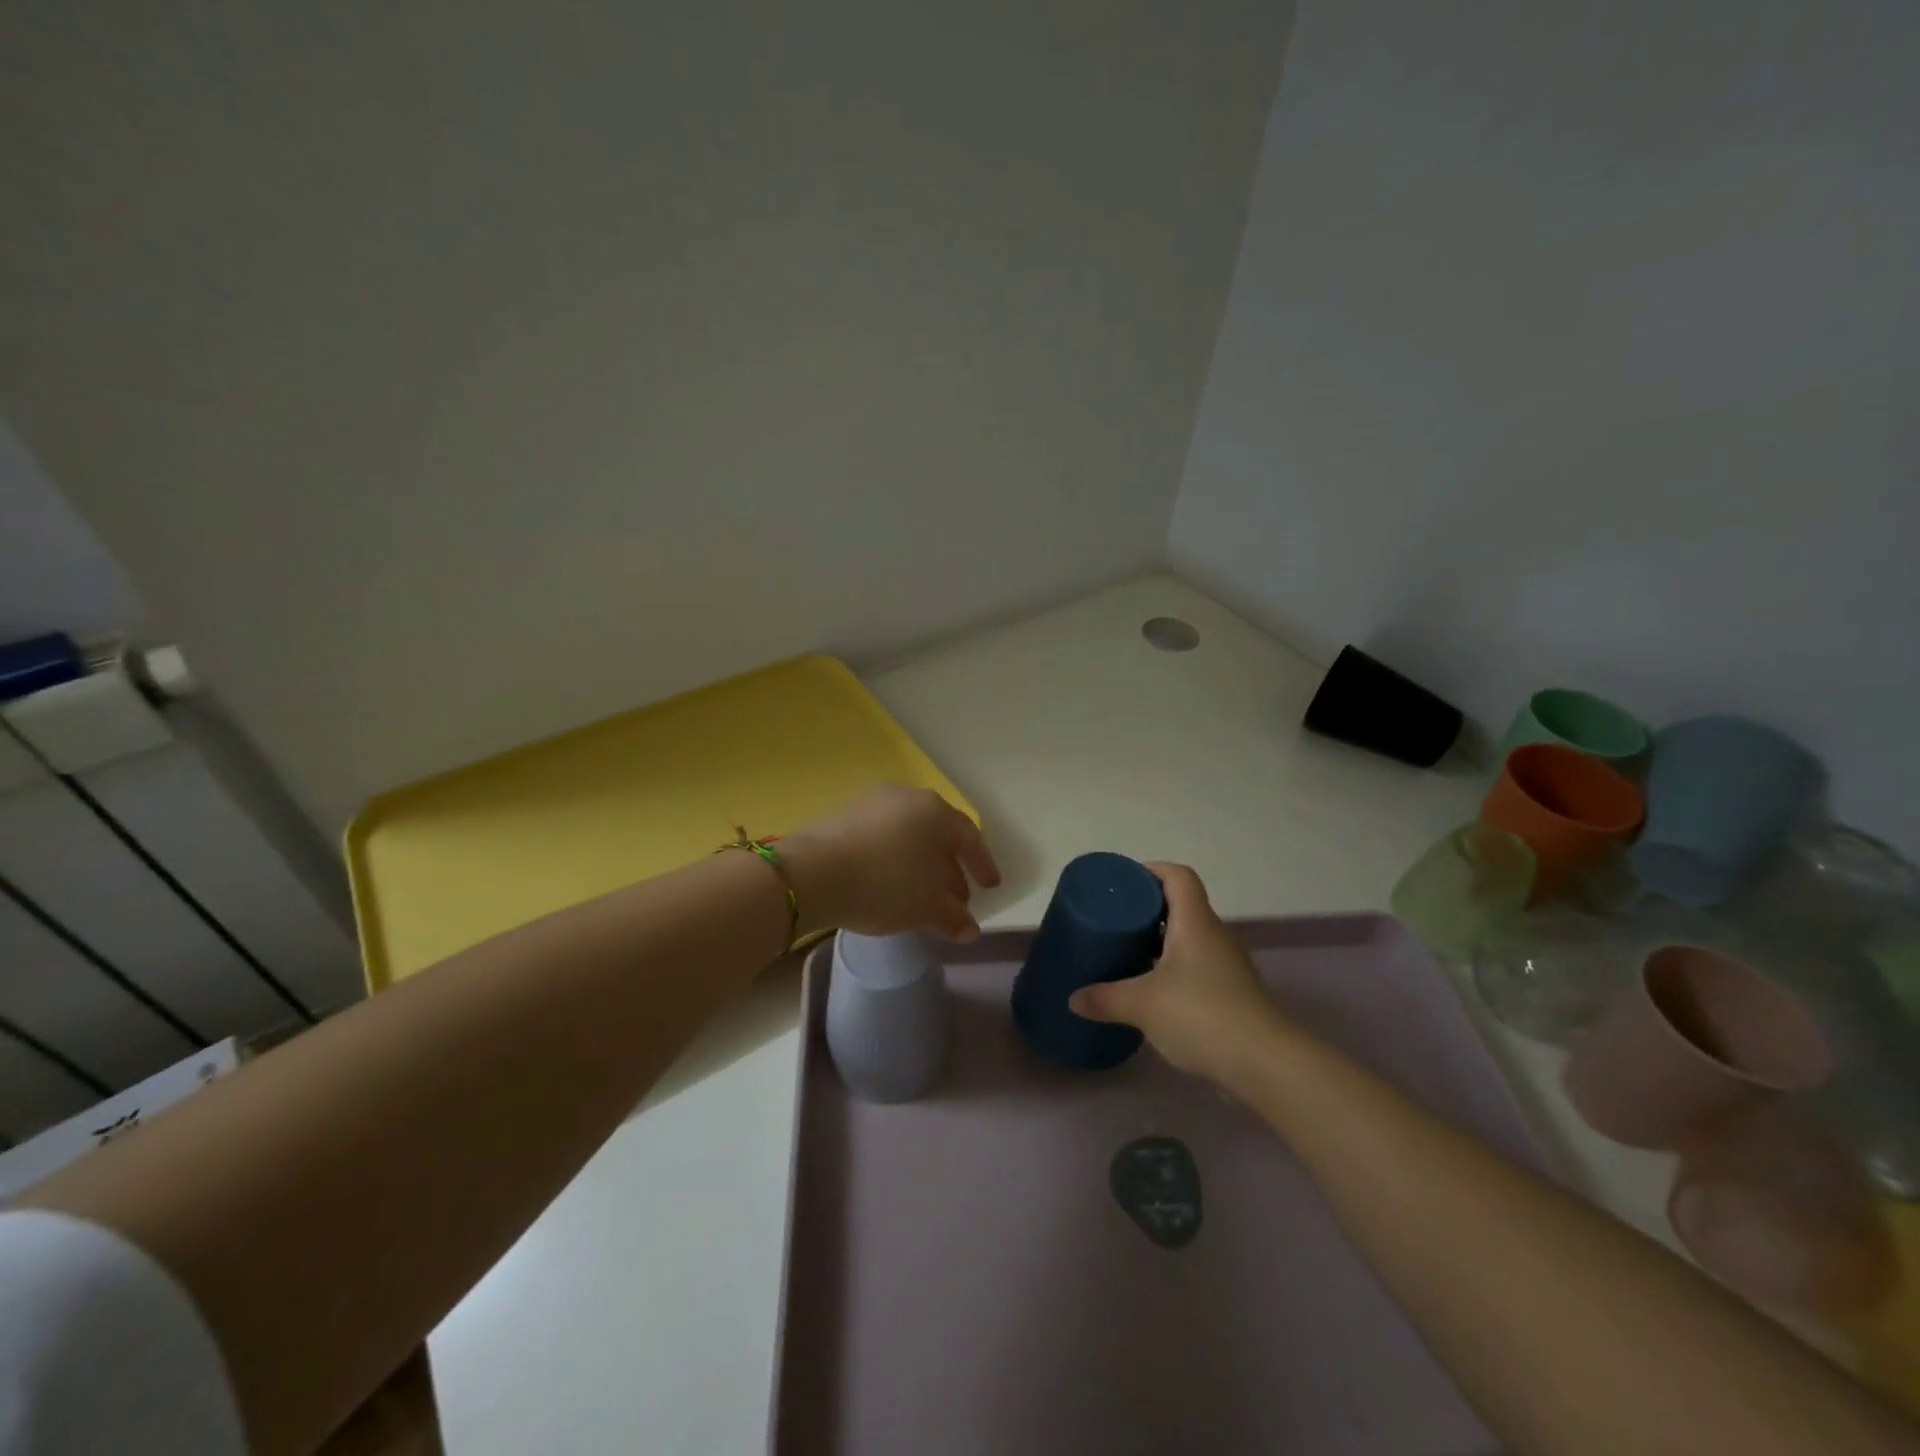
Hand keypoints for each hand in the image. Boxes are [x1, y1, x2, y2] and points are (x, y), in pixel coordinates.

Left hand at [781, 784, 1002, 941]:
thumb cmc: (883, 884)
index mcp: (935, 812)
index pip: (970, 837)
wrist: (812, 873)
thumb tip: (970, 929)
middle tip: (956, 897)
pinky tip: (889, 882)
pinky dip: (894, 858)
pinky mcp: (844, 814)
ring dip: (921, 864)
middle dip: (950, 867)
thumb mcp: (925, 908)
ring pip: (909, 834)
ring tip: (921, 894)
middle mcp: (907, 797)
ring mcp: (873, 802)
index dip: (982, 865)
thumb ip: (952, 917)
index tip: (990, 887)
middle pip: (938, 834)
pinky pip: (882, 836)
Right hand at [1068, 863, 1289, 1084]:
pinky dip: (1173, 970)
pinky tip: (1152, 993)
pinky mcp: (1232, 994)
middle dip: (1148, 909)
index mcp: (1195, 922)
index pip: (1178, 876)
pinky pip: (1197, 968)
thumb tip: (1074, 998)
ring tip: (1127, 955)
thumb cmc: (1202, 1016)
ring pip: (1189, 939)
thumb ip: (1105, 998)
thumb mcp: (1142, 1005)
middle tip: (1115, 920)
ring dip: (1160, 942)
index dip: (1151, 870)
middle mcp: (1215, 935)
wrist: (1265, 1064)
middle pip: (1182, 906)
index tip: (1123, 882)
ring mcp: (1227, 966)